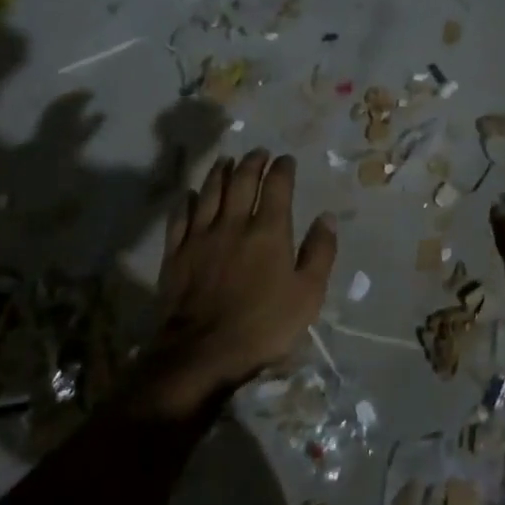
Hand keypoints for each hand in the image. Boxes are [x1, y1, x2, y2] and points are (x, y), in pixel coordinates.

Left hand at [133, 150, 336, 415]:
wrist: (203, 352)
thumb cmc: (264, 326)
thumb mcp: (308, 294)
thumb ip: (320, 252)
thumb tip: (327, 217)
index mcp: (269, 231)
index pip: (277, 187)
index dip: (283, 169)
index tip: (286, 160)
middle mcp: (234, 223)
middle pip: (242, 181)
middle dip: (253, 162)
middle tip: (259, 152)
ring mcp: (201, 236)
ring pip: (210, 192)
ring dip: (220, 172)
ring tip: (227, 161)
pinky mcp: (177, 252)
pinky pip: (181, 217)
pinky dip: (187, 201)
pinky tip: (190, 194)